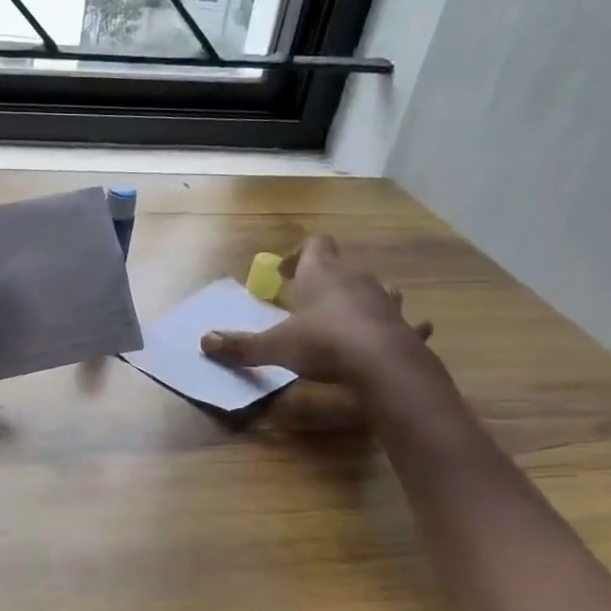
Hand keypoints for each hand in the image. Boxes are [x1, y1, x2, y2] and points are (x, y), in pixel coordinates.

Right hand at [201, 236, 432, 391]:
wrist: (385, 366)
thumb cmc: (324, 343)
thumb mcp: (275, 346)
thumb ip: (241, 345)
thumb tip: (204, 341)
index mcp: (322, 275)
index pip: (315, 244)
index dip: (299, 254)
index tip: (284, 273)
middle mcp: (356, 280)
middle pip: (342, 268)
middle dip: (326, 281)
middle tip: (308, 302)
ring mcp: (386, 303)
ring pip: (376, 289)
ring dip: (362, 299)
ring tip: (347, 316)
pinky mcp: (406, 328)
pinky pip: (405, 322)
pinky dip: (400, 327)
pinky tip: (399, 335)